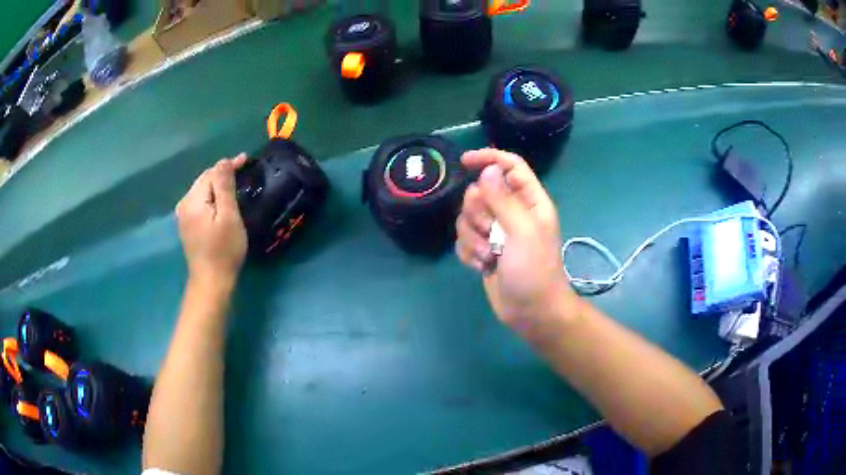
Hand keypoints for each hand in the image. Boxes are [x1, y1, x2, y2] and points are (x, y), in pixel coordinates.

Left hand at [176, 155, 247, 288]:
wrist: (211, 282)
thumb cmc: (224, 250)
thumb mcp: (228, 216)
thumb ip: (224, 187)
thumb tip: (224, 162)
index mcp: (193, 200)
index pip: (211, 173)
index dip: (229, 165)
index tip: (247, 159)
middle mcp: (184, 204)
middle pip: (204, 180)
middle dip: (222, 173)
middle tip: (244, 169)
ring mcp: (183, 215)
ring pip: (202, 190)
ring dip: (217, 184)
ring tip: (235, 181)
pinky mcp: (187, 225)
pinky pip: (200, 201)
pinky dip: (211, 196)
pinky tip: (221, 198)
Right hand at [456, 149, 578, 335]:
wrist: (531, 312)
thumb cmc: (534, 270)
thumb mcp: (522, 231)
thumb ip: (503, 199)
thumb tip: (487, 170)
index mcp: (529, 202)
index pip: (510, 166)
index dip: (489, 159)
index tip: (465, 162)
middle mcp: (512, 212)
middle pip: (480, 192)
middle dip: (478, 213)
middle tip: (491, 232)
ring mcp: (496, 232)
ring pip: (468, 217)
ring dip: (473, 238)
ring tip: (490, 256)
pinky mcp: (484, 250)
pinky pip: (463, 239)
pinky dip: (469, 252)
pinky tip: (482, 266)